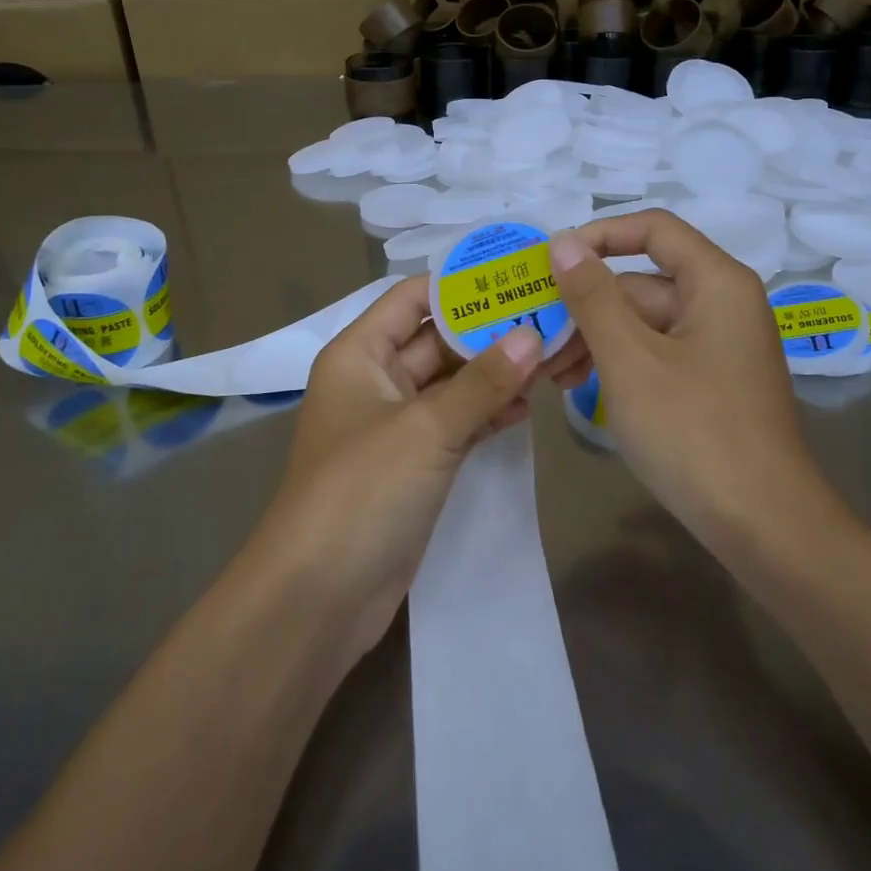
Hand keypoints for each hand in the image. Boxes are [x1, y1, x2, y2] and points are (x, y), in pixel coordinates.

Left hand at [253, 275, 542, 668]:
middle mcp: (374, 381)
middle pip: (436, 340)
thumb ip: (482, 382)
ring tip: (551, 358)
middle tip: (548, 317)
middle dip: (488, 331)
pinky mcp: (413, 464)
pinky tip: (528, 407)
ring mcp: (395, 425)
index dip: (459, 285)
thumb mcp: (426, 429)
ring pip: (450, 384)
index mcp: (359, 355)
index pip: (411, 299)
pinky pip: (455, 424)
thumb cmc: (361, 491)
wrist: (319, 596)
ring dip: (494, 373)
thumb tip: (534, 336)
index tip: (515, 274)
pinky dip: (487, 413)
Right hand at [542, 210, 843, 549]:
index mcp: (716, 282)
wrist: (764, 526)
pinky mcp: (711, 383)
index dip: (599, 235)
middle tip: (535, 336)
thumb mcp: (629, 359)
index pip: (653, 229)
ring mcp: (718, 347)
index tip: (551, 261)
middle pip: (642, 282)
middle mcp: (723, 304)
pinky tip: (580, 388)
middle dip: (585, 306)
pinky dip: (619, 364)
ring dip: (595, 339)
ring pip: (644, 323)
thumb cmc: (694, 431)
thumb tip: (563, 242)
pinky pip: (656, 355)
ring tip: (550, 373)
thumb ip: (592, 295)